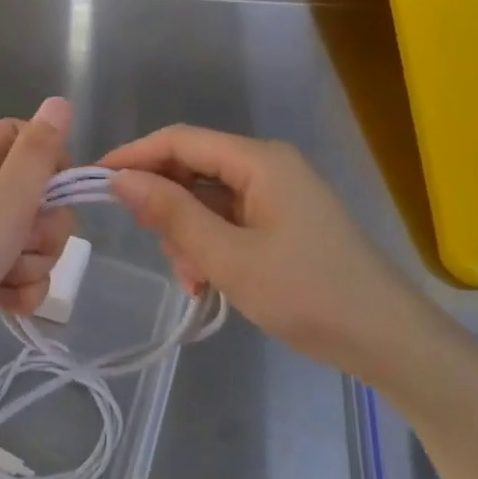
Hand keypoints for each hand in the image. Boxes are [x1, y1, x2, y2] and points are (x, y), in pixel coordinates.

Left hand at [0, 98, 74, 396]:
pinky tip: (7, 304)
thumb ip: (38, 153)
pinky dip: (20, 289)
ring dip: (33, 262)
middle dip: (45, 224)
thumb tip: (60, 101)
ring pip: (34, 237)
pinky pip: (20, 272)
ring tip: (5, 278)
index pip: (25, 136)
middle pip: (38, 192)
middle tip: (22, 241)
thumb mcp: (5, 200)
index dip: (50, 160)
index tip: (58, 189)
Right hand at [101, 126, 415, 374]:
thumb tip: (120, 178)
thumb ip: (172, 214)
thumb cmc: (306, 293)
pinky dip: (211, 246)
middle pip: (193, 169)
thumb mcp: (228, 257)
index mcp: (259, 161)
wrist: (384, 338)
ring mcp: (277, 194)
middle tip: (164, 253)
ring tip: (196, 280)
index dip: (134, 156)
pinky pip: (229, 220)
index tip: (93, 182)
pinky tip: (209, 282)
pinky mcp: (282, 221)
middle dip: (167, 209)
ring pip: (207, 200)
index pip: (180, 140)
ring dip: (189, 236)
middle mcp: (267, 166)